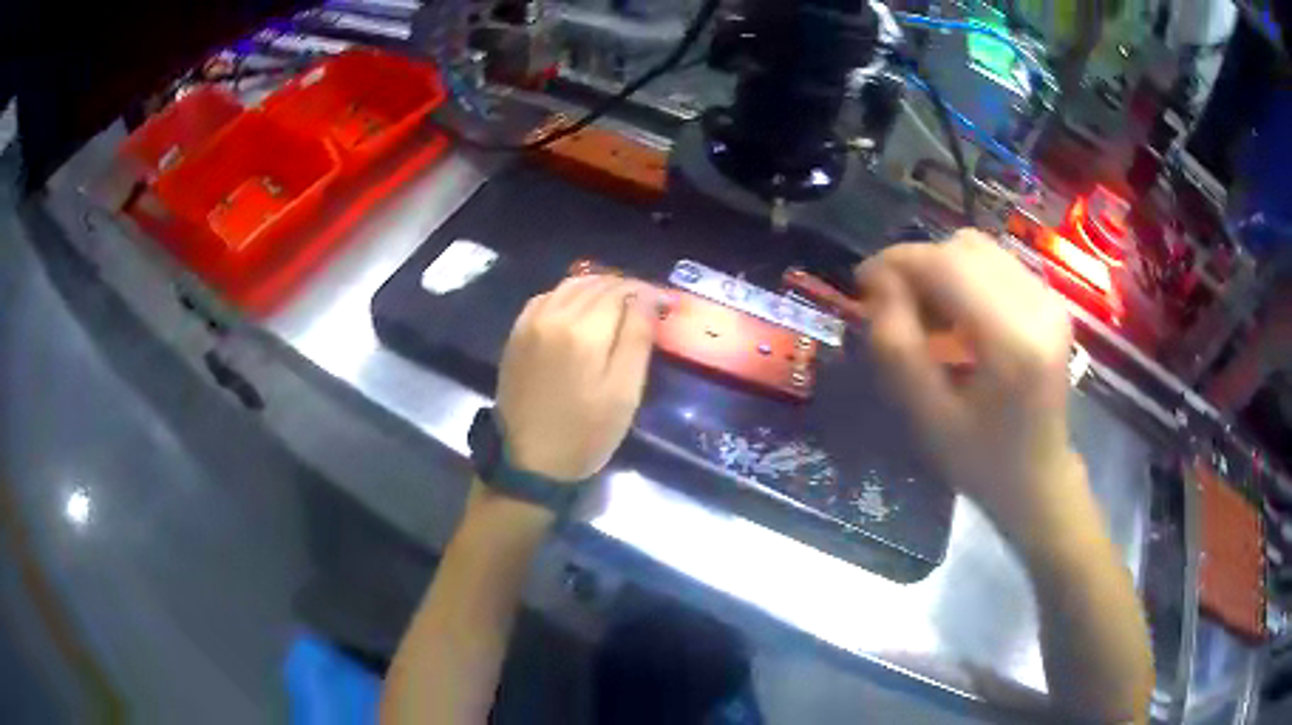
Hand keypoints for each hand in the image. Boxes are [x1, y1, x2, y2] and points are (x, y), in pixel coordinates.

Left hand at [496, 275, 660, 482]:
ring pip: (569, 286)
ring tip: (618, 304)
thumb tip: (649, 297)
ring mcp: (530, 323)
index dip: (647, 292)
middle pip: (596, 284)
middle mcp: (553, 315)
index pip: (621, 291)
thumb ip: (637, 338)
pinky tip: (580, 310)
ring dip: (597, 287)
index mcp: (583, 329)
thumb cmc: (585, 432)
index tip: (665, 303)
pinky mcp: (516, 334)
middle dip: (625, 288)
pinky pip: (546, 298)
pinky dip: (569, 295)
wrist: (530, 461)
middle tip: (647, 304)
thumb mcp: (624, 391)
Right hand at [856, 230, 1078, 532]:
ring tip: (926, 313)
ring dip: (941, 270)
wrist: (1039, 478)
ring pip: (979, 249)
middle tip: (894, 306)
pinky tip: (956, 316)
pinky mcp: (1052, 300)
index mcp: (1013, 342)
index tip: (862, 283)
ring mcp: (1050, 299)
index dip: (897, 262)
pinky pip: (996, 263)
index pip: (947, 265)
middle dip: (918, 266)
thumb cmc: (980, 461)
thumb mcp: (926, 416)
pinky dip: (964, 276)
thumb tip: (877, 284)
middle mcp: (1039, 307)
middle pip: (963, 248)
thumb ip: (897, 346)